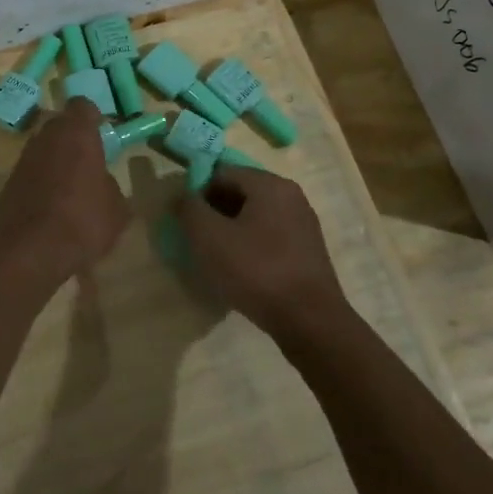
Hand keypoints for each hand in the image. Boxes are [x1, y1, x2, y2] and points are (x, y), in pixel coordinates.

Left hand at [0, 98, 129, 287]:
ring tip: (70, 188)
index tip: (102, 136)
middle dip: (73, 138)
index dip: (93, 118)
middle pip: (60, 125)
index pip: (83, 106)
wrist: (30, 250)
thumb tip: (103, 183)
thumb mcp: (117, 209)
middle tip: (88, 162)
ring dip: (55, 160)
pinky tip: (52, 206)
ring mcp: (24, 158)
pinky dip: (40, 181)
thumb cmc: (83, 220)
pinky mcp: (8, 181)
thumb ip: (110, 186)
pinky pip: (31, 172)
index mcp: (77, 133)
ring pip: (43, 148)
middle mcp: (47, 137)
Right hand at [175, 166, 350, 343]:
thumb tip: (182, 196)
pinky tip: (241, 271)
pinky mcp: (307, 249)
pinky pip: (269, 236)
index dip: (197, 192)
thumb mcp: (209, 237)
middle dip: (214, 212)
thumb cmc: (256, 271)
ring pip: (254, 216)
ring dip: (231, 230)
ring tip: (216, 259)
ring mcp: (302, 222)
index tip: (185, 221)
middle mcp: (290, 195)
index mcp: (269, 184)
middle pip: (240, 192)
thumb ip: (189, 209)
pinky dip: (250, 246)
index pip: (221, 172)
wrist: (310, 321)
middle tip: (197, 241)